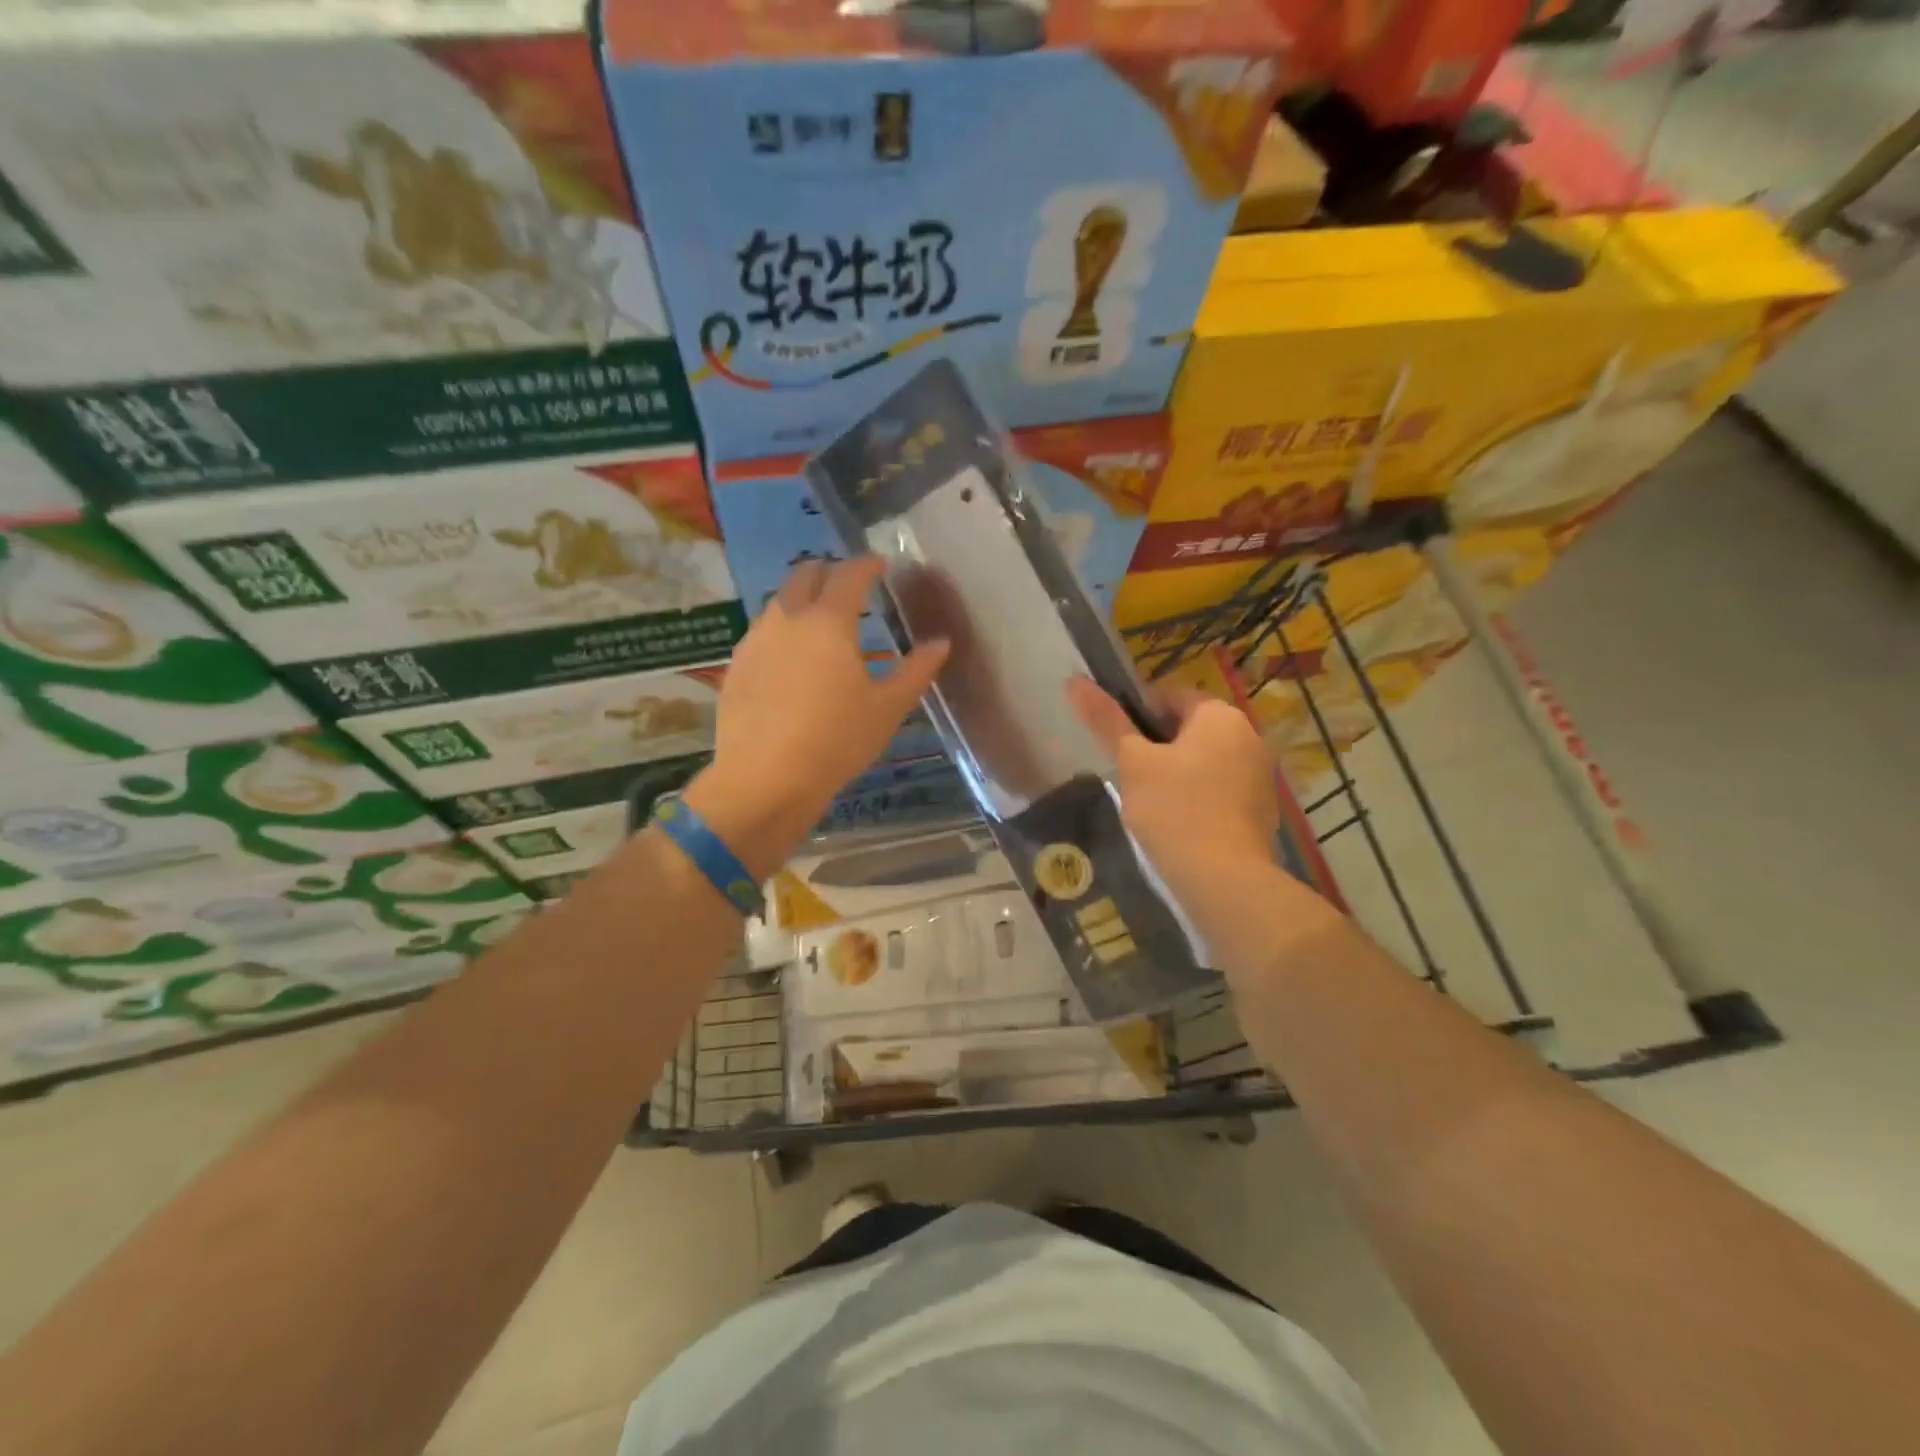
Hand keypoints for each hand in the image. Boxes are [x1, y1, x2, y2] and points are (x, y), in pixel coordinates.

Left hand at [684, 558, 948, 873]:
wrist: (765, 780)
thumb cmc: (836, 741)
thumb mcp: (887, 709)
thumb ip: (917, 670)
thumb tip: (941, 643)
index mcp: (829, 621)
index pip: (850, 574)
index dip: (868, 564)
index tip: (881, 565)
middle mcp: (787, 618)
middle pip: (805, 574)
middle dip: (829, 572)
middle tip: (850, 587)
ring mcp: (755, 640)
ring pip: (779, 602)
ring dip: (802, 599)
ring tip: (821, 623)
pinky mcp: (736, 666)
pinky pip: (762, 632)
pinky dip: (782, 629)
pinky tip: (791, 658)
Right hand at [1066, 675, 1281, 905]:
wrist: (1224, 879)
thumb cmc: (1173, 809)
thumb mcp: (1132, 762)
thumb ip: (1106, 720)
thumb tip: (1074, 681)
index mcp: (1220, 715)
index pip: (1170, 695)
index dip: (1137, 714)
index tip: (1119, 744)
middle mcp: (1249, 735)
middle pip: (1191, 728)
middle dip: (1159, 746)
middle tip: (1131, 774)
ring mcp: (1261, 774)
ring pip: (1206, 760)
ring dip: (1179, 772)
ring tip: (1150, 802)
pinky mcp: (1262, 809)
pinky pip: (1222, 789)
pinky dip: (1199, 797)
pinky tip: (1179, 823)